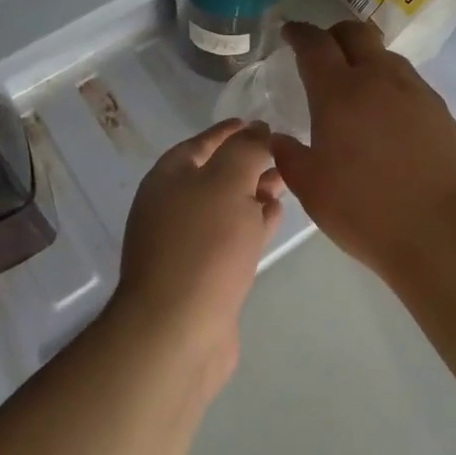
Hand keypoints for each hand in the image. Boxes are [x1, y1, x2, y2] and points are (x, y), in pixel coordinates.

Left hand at [109, 119, 283, 396]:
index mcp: (169, 176)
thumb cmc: (204, 245)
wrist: (178, 330)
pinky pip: (230, 237)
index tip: (263, 124)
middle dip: (250, 163)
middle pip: (216, 173)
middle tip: (285, 157)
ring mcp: (184, 242)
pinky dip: (251, 223)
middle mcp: (171, 205)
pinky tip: (273, 219)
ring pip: (226, 206)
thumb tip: (259, 130)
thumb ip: (247, 150)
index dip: (234, 131)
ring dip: (254, 193)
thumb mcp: (229, 183)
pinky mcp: (201, 274)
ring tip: (286, 185)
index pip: (204, 141)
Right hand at [269, 21, 455, 282]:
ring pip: (387, 57)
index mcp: (339, 92)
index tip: (290, 32)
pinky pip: (410, 84)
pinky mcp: (442, 111)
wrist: (446, 232)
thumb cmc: (367, 210)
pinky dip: (392, 87)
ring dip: (367, 60)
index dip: (299, 33)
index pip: (315, 44)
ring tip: (357, 87)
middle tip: (324, 50)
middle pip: (357, 33)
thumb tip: (279, 138)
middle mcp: (379, 79)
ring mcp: (416, 92)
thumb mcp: (313, 190)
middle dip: (336, 34)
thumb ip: (290, 157)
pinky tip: (389, 118)